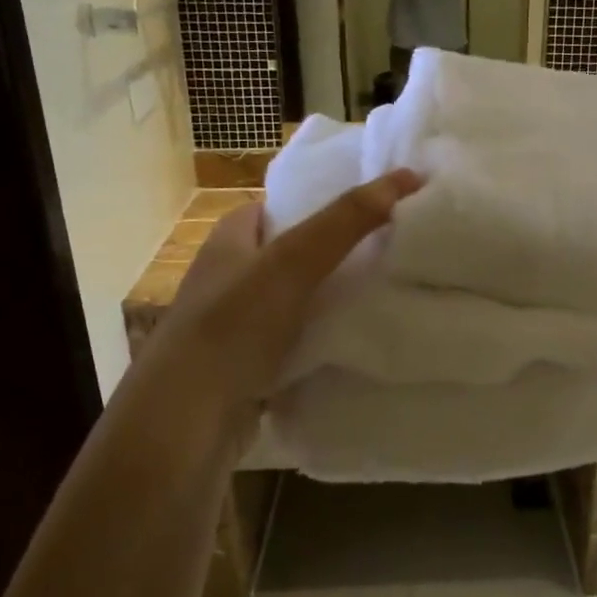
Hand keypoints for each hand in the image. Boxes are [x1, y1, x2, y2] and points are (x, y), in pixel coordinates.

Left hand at [135, 170, 422, 454]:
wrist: (189, 421)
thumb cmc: (234, 326)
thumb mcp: (292, 262)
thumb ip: (346, 220)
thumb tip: (407, 176)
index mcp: (228, 240)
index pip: (277, 207)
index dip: (319, 201)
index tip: (369, 208)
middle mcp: (227, 278)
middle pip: (290, 255)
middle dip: (333, 254)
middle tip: (389, 251)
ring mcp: (236, 326)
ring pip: (295, 302)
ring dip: (330, 300)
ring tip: (385, 294)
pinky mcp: (248, 367)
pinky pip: (294, 344)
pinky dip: (321, 342)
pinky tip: (356, 344)